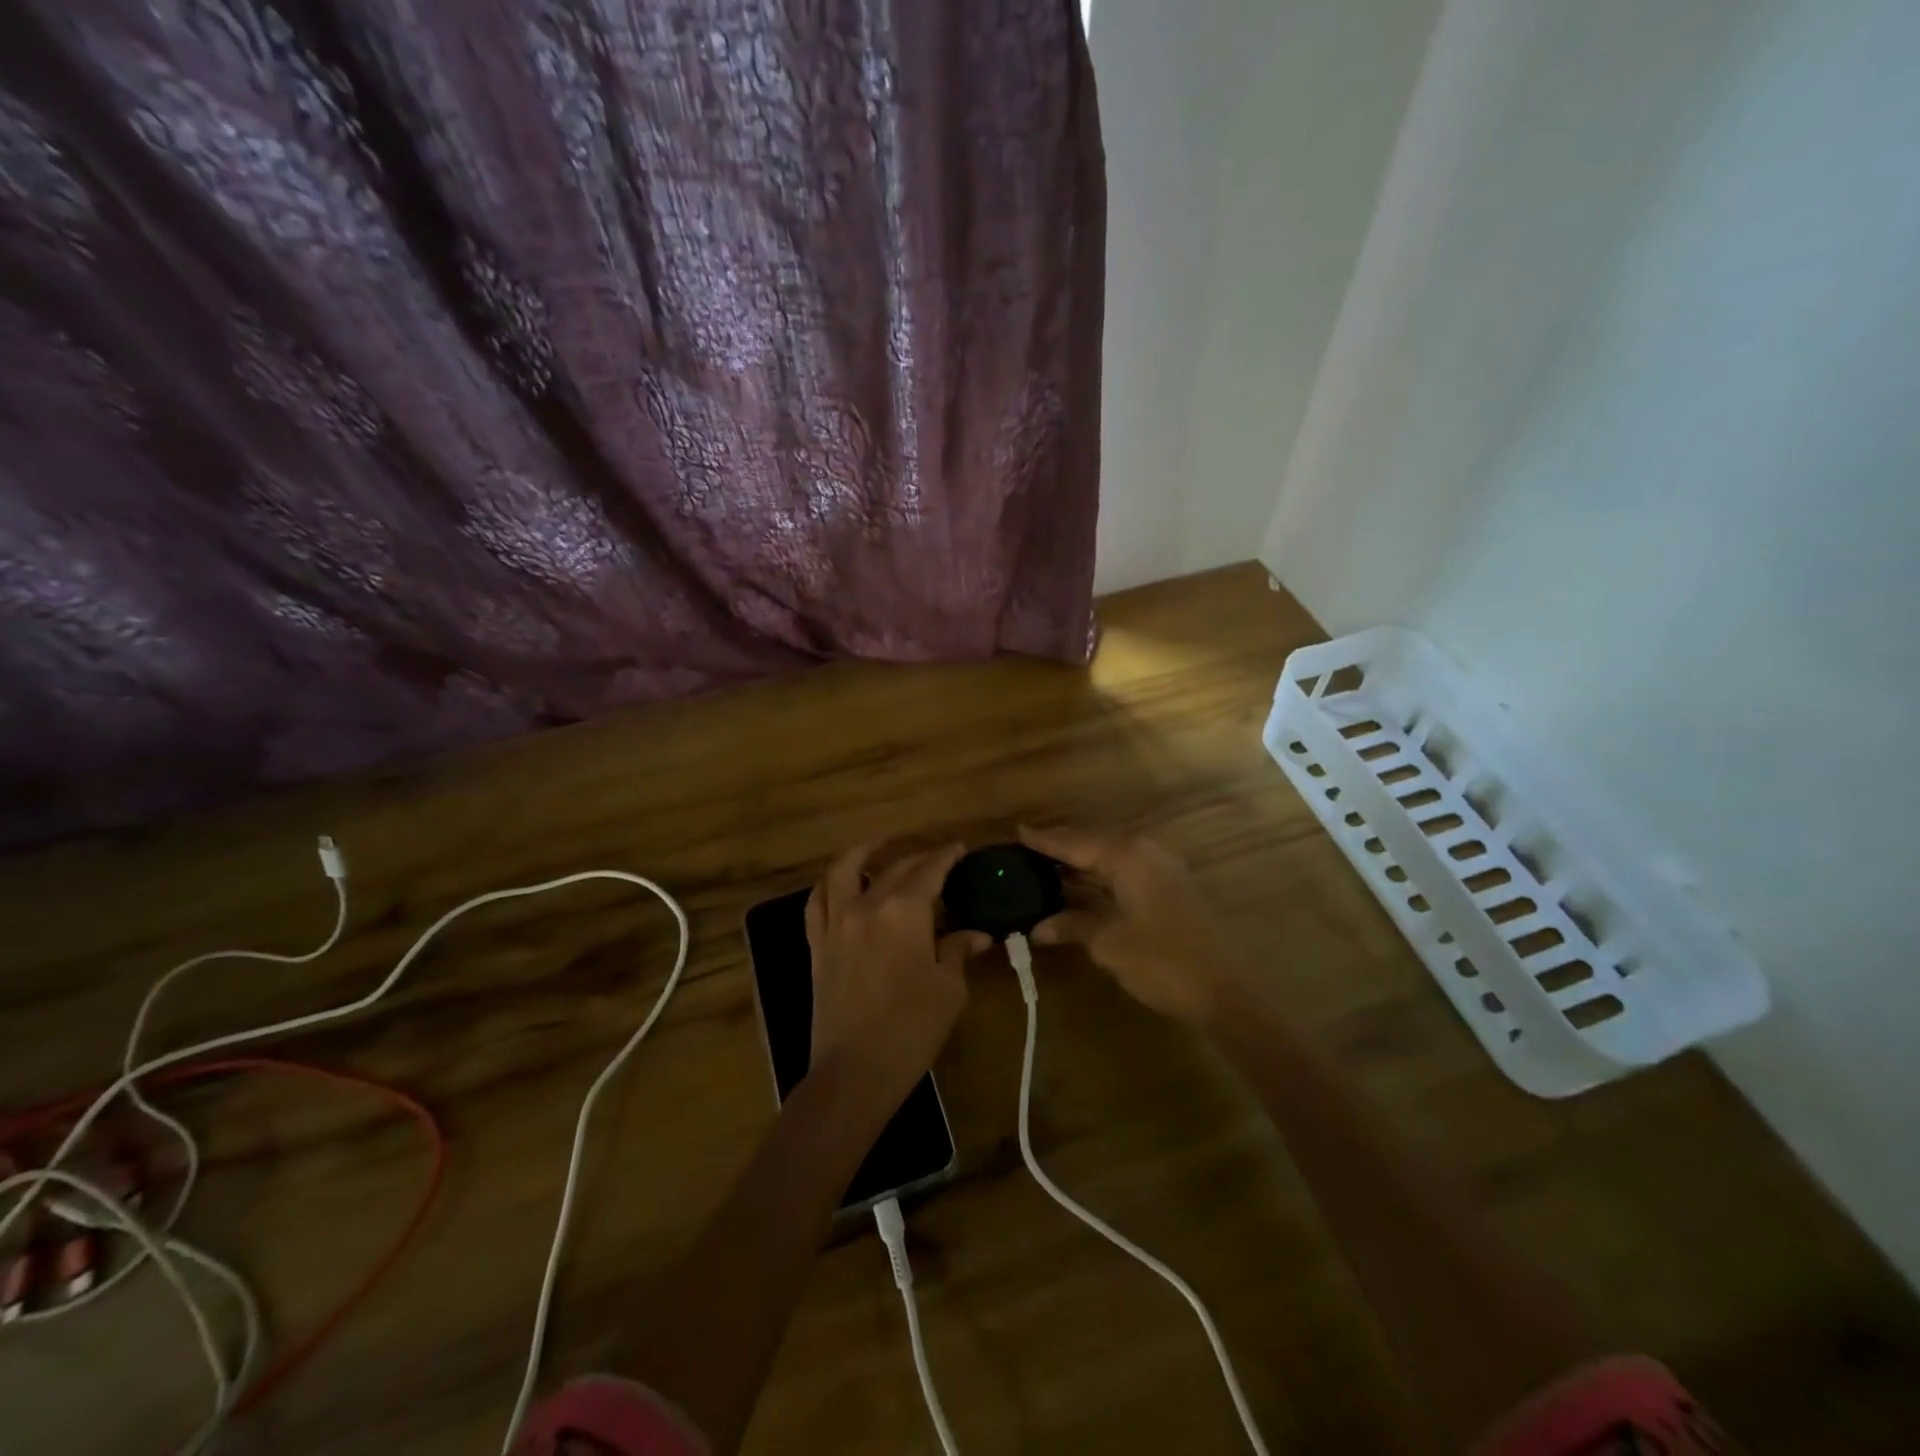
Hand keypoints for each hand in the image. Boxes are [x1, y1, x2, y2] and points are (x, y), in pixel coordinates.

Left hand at [805, 842, 990, 1113]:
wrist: (854, 1072)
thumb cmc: (911, 1029)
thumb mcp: (948, 989)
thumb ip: (957, 951)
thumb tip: (976, 934)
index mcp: (904, 911)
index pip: (930, 871)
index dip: (947, 857)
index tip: (959, 849)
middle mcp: (867, 905)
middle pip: (894, 869)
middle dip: (918, 859)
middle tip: (936, 860)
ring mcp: (836, 923)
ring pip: (843, 872)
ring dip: (862, 853)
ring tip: (878, 846)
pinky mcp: (818, 945)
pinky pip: (816, 903)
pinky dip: (828, 885)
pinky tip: (838, 884)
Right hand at [1020, 825, 1247, 1024]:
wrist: (1226, 992)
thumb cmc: (1162, 961)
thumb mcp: (1109, 943)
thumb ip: (1072, 925)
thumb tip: (1038, 927)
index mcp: (1128, 856)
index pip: (1075, 842)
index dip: (1045, 839)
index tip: (1017, 831)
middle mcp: (1146, 853)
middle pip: (1093, 844)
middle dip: (1060, 849)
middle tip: (1025, 851)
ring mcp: (1162, 870)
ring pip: (1110, 859)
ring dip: (1079, 865)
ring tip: (1044, 869)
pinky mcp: (1170, 890)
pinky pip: (1124, 874)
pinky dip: (1099, 879)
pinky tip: (1080, 890)